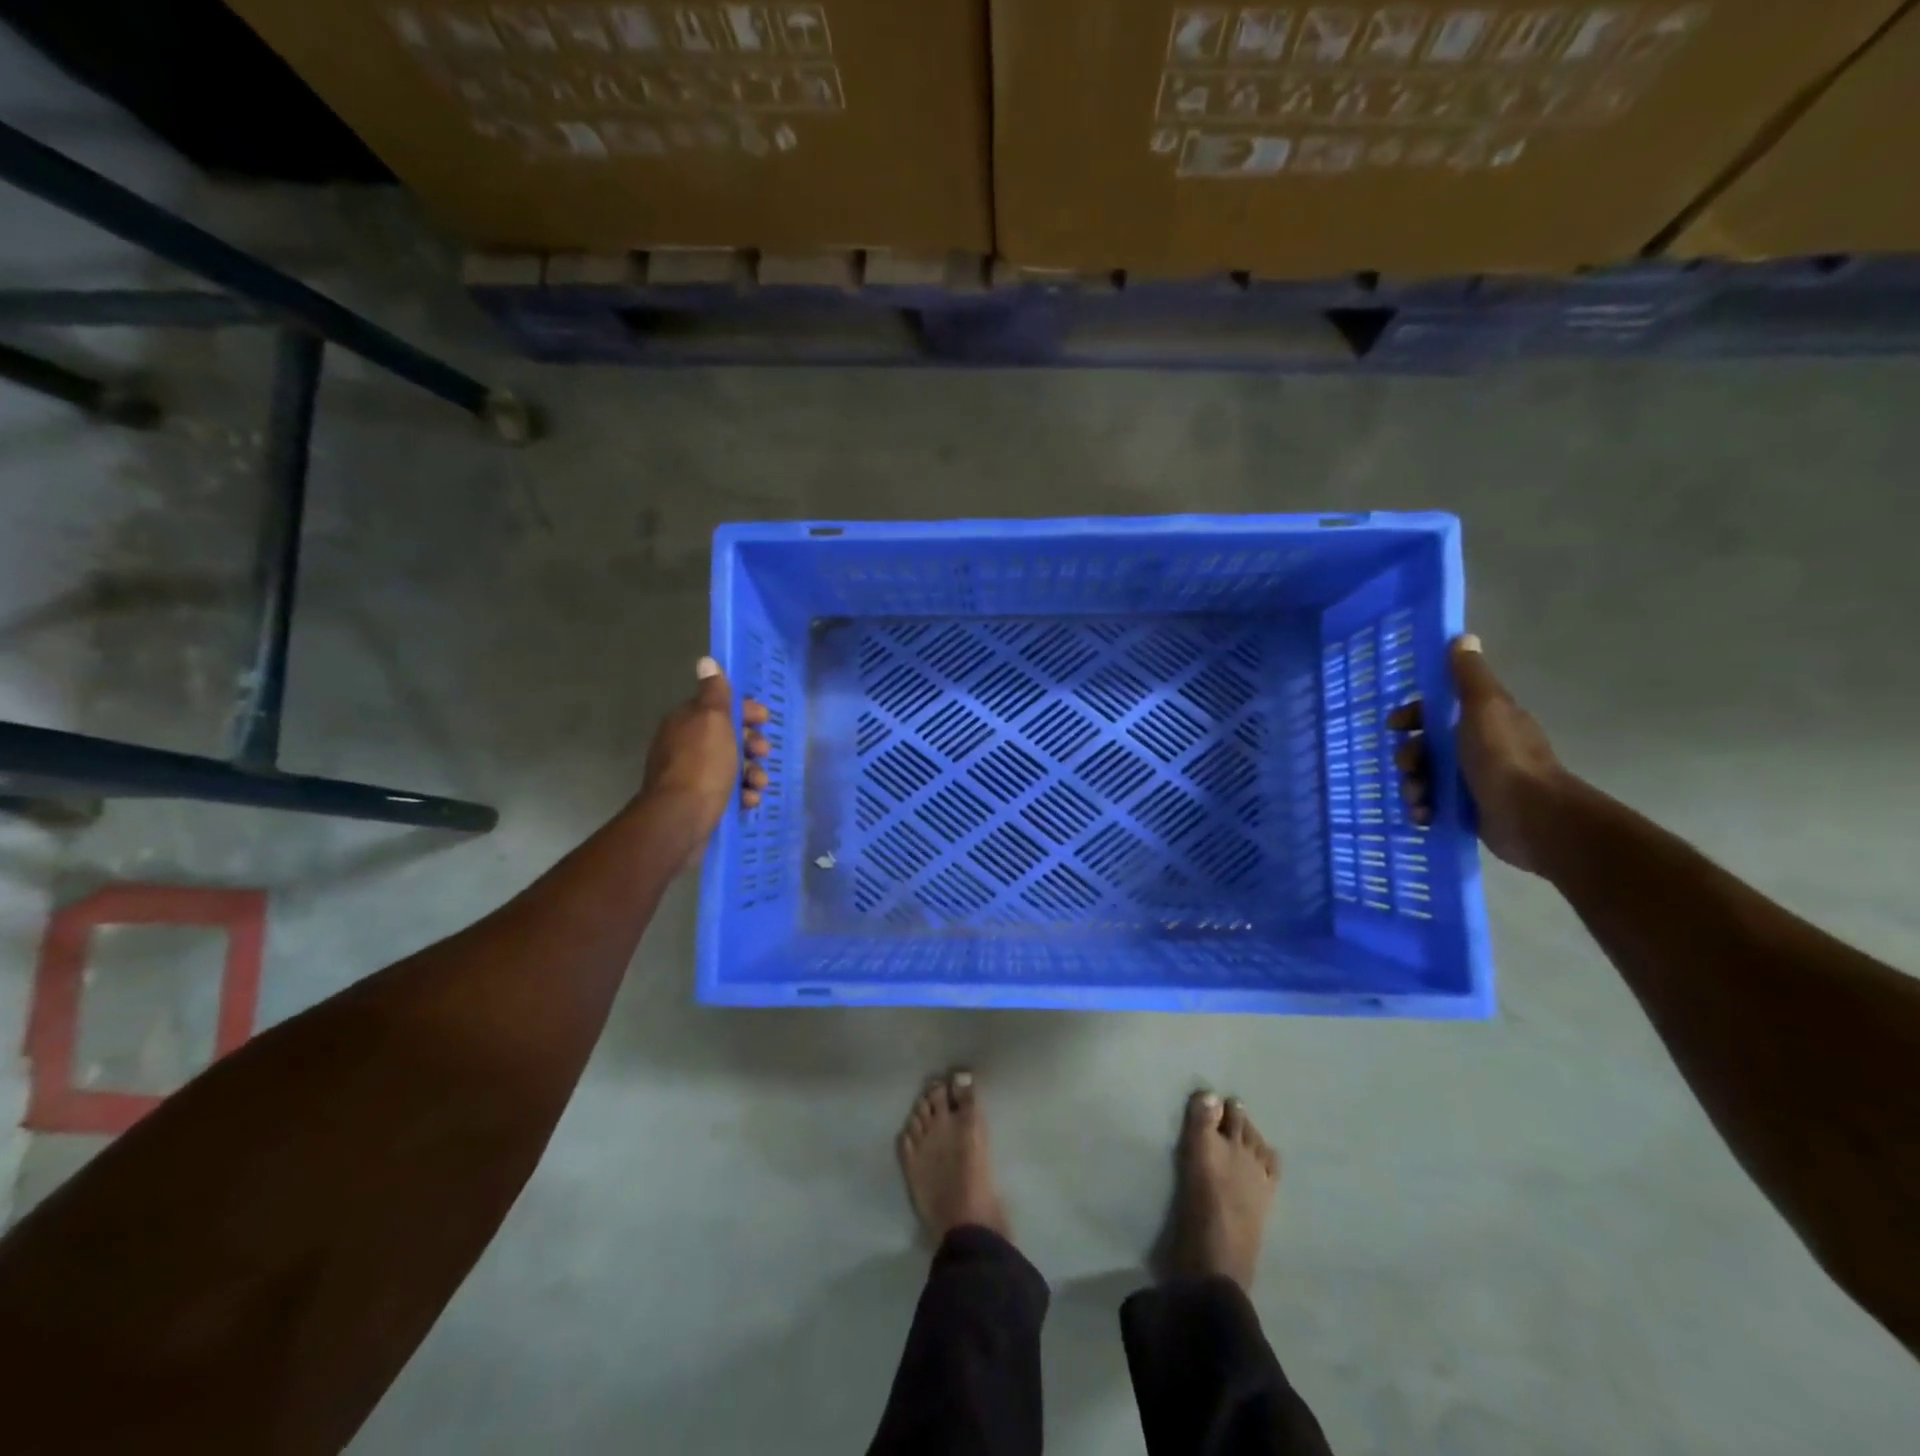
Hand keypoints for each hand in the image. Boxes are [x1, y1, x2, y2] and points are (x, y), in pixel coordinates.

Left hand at [641, 657, 771, 842]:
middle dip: (751, 743)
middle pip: (726, 736)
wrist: (680, 819)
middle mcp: (683, 745)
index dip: (745, 710)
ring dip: (751, 771)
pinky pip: (725, 790)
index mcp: (686, 721)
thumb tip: (706, 661)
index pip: (718, 706)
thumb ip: (715, 693)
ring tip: (760, 783)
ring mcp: (689, 775)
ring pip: (729, 765)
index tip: (765, 719)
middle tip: (763, 753)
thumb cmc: (702, 764)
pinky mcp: (696, 801)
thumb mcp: (713, 720)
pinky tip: (750, 800)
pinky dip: (741, 793)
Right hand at [1388, 635, 1570, 873]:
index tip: (1395, 726)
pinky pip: (1432, 805)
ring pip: (1425, 776)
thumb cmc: (1503, 757)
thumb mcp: (1484, 707)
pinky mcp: (1467, 810)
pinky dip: (1423, 809)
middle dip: (1409, 756)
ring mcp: (1472, 781)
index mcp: (1482, 720)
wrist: (1531, 816)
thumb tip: (1463, 637)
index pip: (1437, 711)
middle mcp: (1477, 747)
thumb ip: (1469, 676)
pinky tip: (1424, 815)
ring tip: (1418, 798)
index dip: (1413, 716)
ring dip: (1413, 786)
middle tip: (1408, 768)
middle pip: (1426, 746)